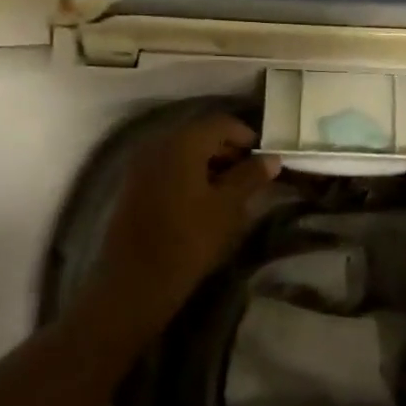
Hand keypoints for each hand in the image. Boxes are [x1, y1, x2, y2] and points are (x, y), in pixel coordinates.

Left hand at [97, 112, 279, 316]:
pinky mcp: (133, 186)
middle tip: (250, 176)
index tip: (264, 159)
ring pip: (183, 152)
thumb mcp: (228, 207)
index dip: (246, 137)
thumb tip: (272, 158)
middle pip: (200, 135)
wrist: (135, 282)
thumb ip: (251, 176)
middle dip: (228, 151)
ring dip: (209, 164)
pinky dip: (189, 174)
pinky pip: (168, 167)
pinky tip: (203, 200)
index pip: (221, 123)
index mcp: (182, 143)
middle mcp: (158, 144)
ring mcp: (141, 165)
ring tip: (230, 191)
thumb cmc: (189, 240)